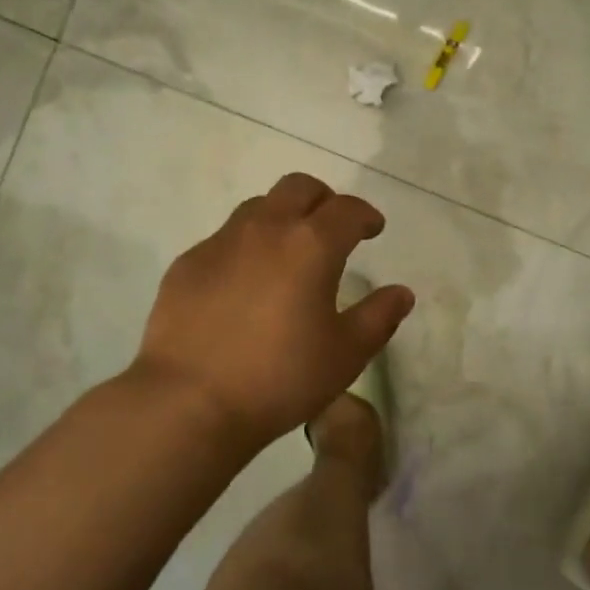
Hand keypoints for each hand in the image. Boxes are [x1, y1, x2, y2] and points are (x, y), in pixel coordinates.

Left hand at [132, 173, 414, 444]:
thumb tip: (401, 293)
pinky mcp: (187, 264)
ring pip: (258, 207)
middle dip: (322, 199)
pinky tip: (243, 285)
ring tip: (287, 253)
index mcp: (311, 244)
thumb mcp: (345, 355)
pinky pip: (224, 239)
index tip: (373, 229)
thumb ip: (379, 317)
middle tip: (331, 228)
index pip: (347, 209)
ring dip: (281, 217)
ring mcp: (220, 243)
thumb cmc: (280, 378)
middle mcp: (266, 229)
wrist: (188, 402)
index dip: (365, 215)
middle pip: (298, 187)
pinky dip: (245, 247)